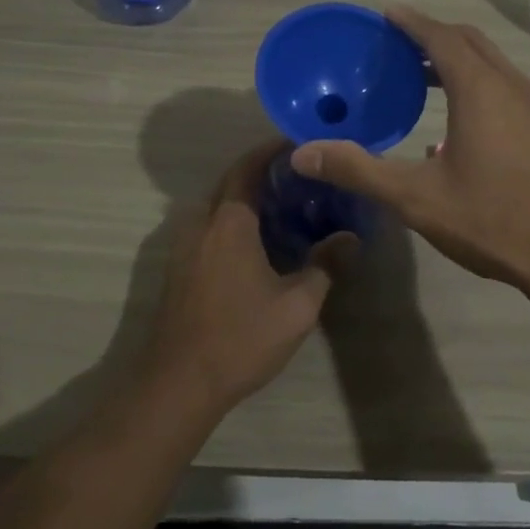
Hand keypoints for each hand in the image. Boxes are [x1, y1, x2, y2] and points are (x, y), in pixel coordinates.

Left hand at [142, 139, 354, 419]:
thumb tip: (351, 238)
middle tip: (302, 178)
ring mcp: (184, 246)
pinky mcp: (179, 268)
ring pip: (219, 207)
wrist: (178, 385)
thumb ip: (325, 265)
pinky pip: (209, 228)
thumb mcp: (297, 306)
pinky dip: (234, 222)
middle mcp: (201, 223)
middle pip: (231, 183)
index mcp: (229, 222)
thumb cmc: (240, 338)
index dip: (272, 151)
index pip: (248, 167)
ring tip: (286, 208)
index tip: (300, 143)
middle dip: (263, 174)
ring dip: (248, 200)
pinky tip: (260, 243)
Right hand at [290, 6, 529, 298]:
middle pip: (470, 42)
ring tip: (425, 78)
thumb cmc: (494, 220)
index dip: (412, 21)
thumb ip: (359, 169)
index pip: (441, 37)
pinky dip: (480, 85)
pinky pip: (509, 90)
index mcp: (481, 89)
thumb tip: (302, 153)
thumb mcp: (416, 198)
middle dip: (435, 35)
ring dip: (459, 61)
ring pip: (494, 66)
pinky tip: (461, 127)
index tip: (388, 13)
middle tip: (400, 43)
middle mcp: (513, 86)